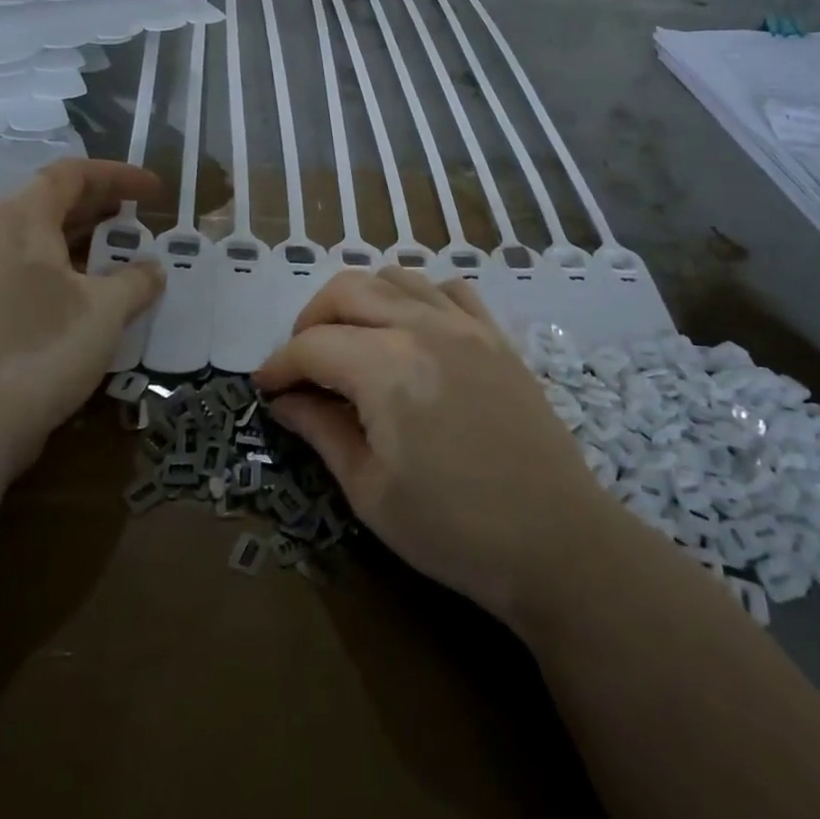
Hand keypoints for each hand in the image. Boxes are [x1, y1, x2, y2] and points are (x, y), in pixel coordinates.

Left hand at [0, 159, 164, 499]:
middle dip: (102, 206)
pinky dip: (66, 273)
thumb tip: (152, 270)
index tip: (154, 190)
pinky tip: (92, 299)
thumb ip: (136, 280)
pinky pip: (29, 274)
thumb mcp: (106, 309)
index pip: (71, 175)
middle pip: (52, 203)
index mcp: (20, 220)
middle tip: (141, 220)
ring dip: (85, 242)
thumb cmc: (42, 347)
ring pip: (40, 242)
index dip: (118, 176)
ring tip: (123, 257)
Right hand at [254, 269, 612, 623]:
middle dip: (310, 320)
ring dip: (360, 300)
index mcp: (385, 366)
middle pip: (347, 291)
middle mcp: (422, 326)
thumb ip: (321, 431)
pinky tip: (412, 330)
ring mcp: (465, 324)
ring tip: (350, 341)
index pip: (312, 346)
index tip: (264, 389)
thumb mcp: (369, 490)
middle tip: (301, 363)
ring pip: (396, 277)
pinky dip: (417, 297)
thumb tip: (284, 400)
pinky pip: (448, 289)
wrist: (555, 540)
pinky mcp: (496, 335)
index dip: (279, 365)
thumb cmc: (452, 528)